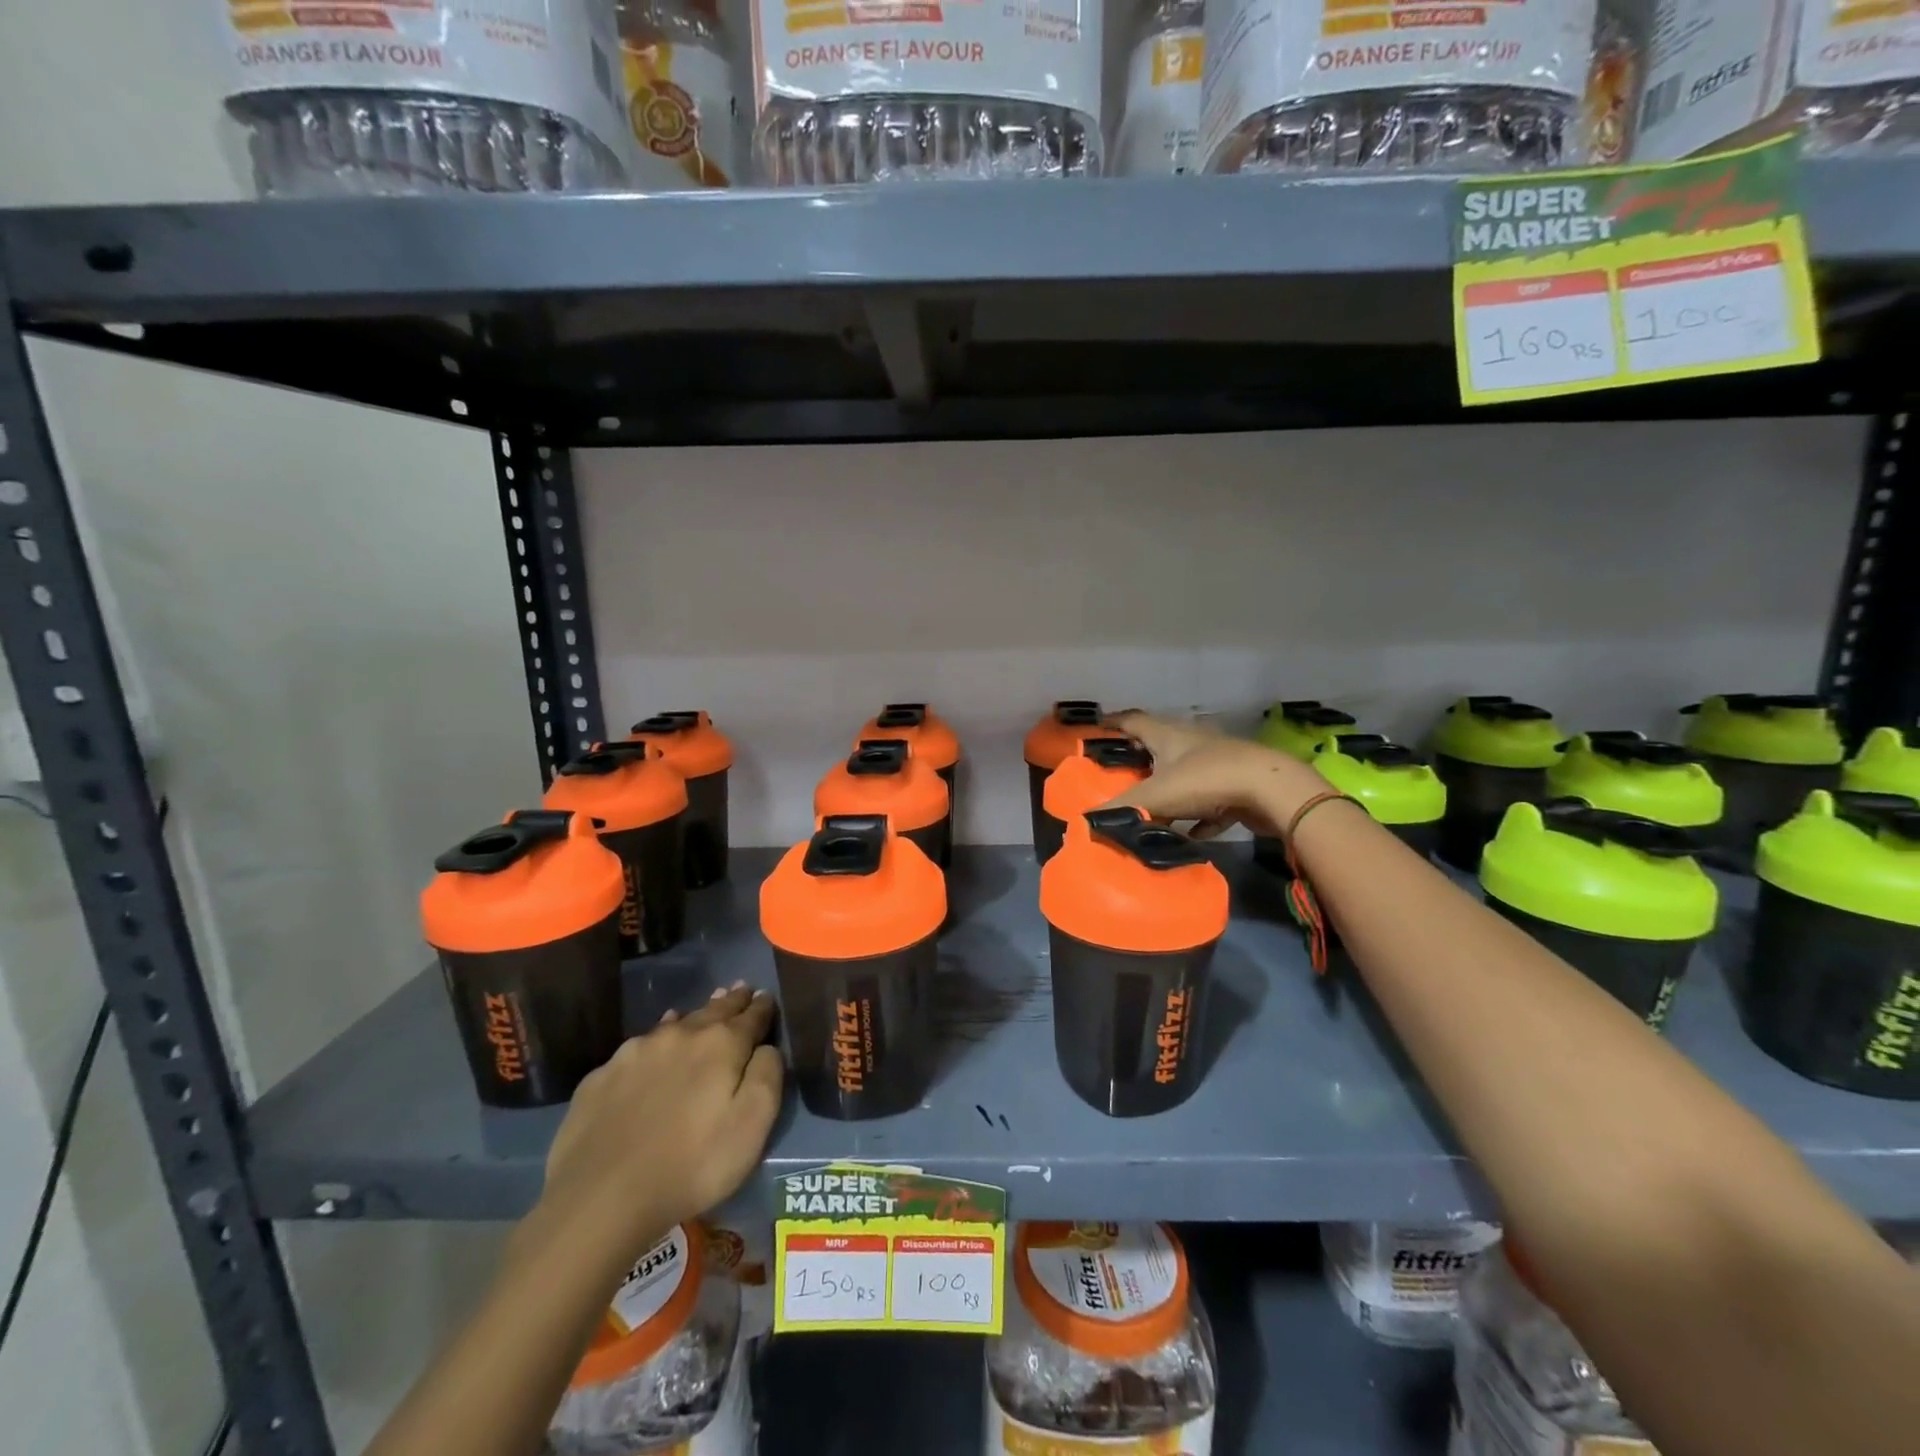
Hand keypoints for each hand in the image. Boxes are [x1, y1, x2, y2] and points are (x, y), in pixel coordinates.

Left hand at [533, 985, 782, 1275]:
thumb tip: (767, 1047)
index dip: (762, 1007)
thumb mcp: (752, 1126)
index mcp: (722, 1044)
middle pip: (714, 1010)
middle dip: (731, 1001)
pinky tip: (655, 1047)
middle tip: (741, 989)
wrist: (601, 1198)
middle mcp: (681, 1034)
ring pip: (675, 1023)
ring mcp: (637, 1051)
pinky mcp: (603, 1075)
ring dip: (694, 1017)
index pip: (752, 1015)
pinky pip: (639, 1047)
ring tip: (705, 1009)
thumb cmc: (692, 1165)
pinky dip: (656, 1042)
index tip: (766, 996)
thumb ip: (767, 1076)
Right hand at [1106, 711, 1326, 838]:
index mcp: (1168, 735)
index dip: (1114, 723)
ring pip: (1185, 772)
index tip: (1097, 728)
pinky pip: (1209, 801)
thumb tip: (1085, 822)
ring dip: (1169, 787)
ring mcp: (1217, 762)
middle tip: (1118, 772)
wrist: (1270, 790)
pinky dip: (1198, 815)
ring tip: (1149, 805)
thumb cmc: (1205, 780)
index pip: (1134, 721)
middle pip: (1160, 744)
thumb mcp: (1155, 796)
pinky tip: (1190, 834)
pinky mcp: (1237, 785)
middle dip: (1140, 756)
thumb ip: (1120, 809)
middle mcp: (1191, 741)